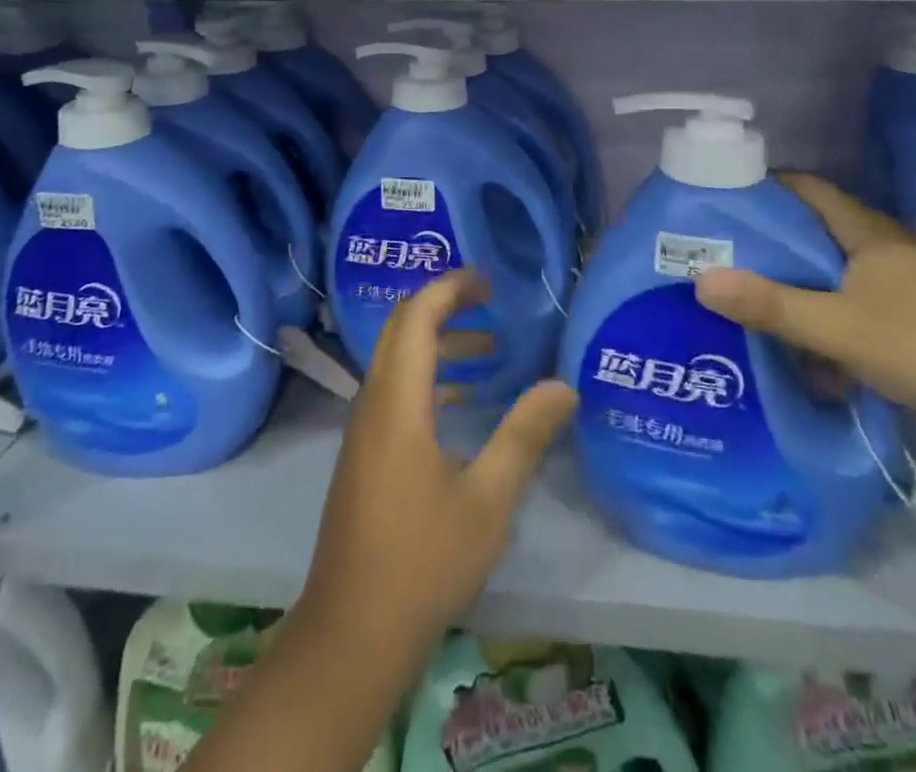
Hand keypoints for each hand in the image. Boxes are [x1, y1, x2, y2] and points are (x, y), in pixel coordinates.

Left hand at [302, 270, 576, 654]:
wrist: (352, 633)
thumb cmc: (423, 560)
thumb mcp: (488, 498)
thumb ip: (524, 434)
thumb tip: (564, 385)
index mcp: (397, 401)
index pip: (416, 316)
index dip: (449, 288)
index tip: (488, 282)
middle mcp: (373, 403)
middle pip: (400, 329)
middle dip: (444, 306)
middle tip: (490, 303)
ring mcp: (364, 430)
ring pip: (397, 361)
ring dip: (438, 344)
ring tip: (489, 350)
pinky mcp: (364, 455)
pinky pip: (395, 392)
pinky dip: (429, 378)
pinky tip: (464, 404)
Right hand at [692, 173, 915, 452]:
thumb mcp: (842, 329)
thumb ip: (772, 306)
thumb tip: (701, 279)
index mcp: (869, 234)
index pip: (808, 189)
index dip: (765, 188)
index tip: (723, 204)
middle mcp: (889, 250)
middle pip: (819, 234)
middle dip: (774, 247)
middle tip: (727, 261)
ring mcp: (912, 286)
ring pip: (841, 277)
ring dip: (804, 293)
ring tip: (760, 313)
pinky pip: (863, 309)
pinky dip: (835, 324)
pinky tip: (819, 359)